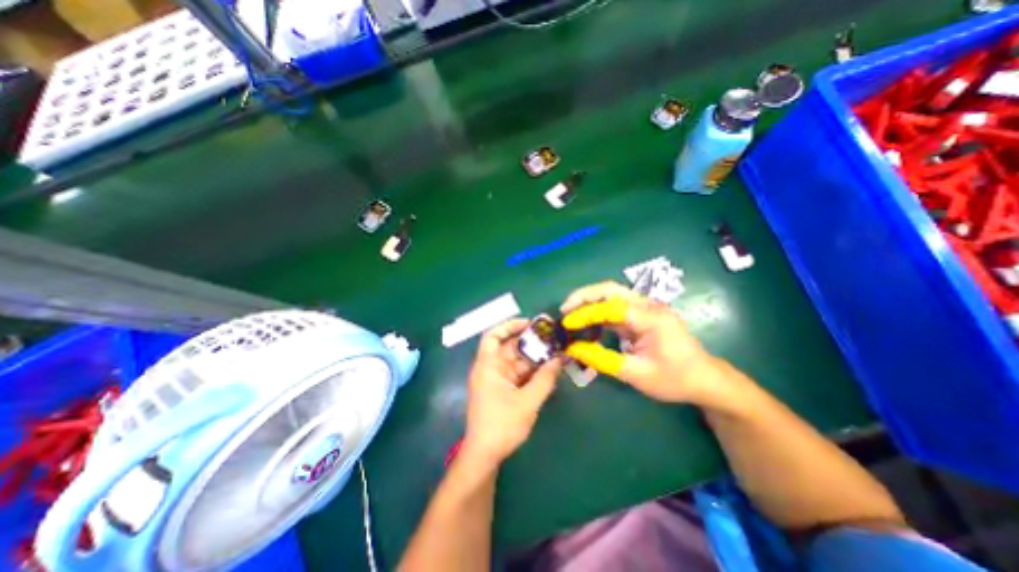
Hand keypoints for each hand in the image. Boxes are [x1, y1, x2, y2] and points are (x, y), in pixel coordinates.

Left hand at [462, 318, 565, 469]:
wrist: (485, 455)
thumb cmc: (501, 425)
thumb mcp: (527, 402)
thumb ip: (544, 379)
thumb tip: (558, 359)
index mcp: (488, 366)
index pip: (493, 336)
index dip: (509, 326)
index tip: (529, 324)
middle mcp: (490, 369)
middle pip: (509, 348)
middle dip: (530, 344)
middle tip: (552, 341)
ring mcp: (496, 380)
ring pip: (516, 362)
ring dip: (534, 359)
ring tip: (555, 354)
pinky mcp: (502, 391)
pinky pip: (518, 375)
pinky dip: (531, 373)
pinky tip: (547, 372)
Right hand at [561, 279, 737, 406]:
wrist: (706, 381)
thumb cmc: (676, 379)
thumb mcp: (637, 374)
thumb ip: (603, 360)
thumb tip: (574, 348)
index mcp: (651, 318)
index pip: (611, 307)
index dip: (586, 313)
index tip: (567, 323)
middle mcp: (648, 306)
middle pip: (611, 289)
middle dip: (584, 296)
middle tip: (564, 309)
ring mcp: (645, 309)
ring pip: (612, 295)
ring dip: (589, 302)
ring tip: (570, 315)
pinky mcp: (641, 316)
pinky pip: (615, 309)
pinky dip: (598, 313)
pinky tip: (587, 325)